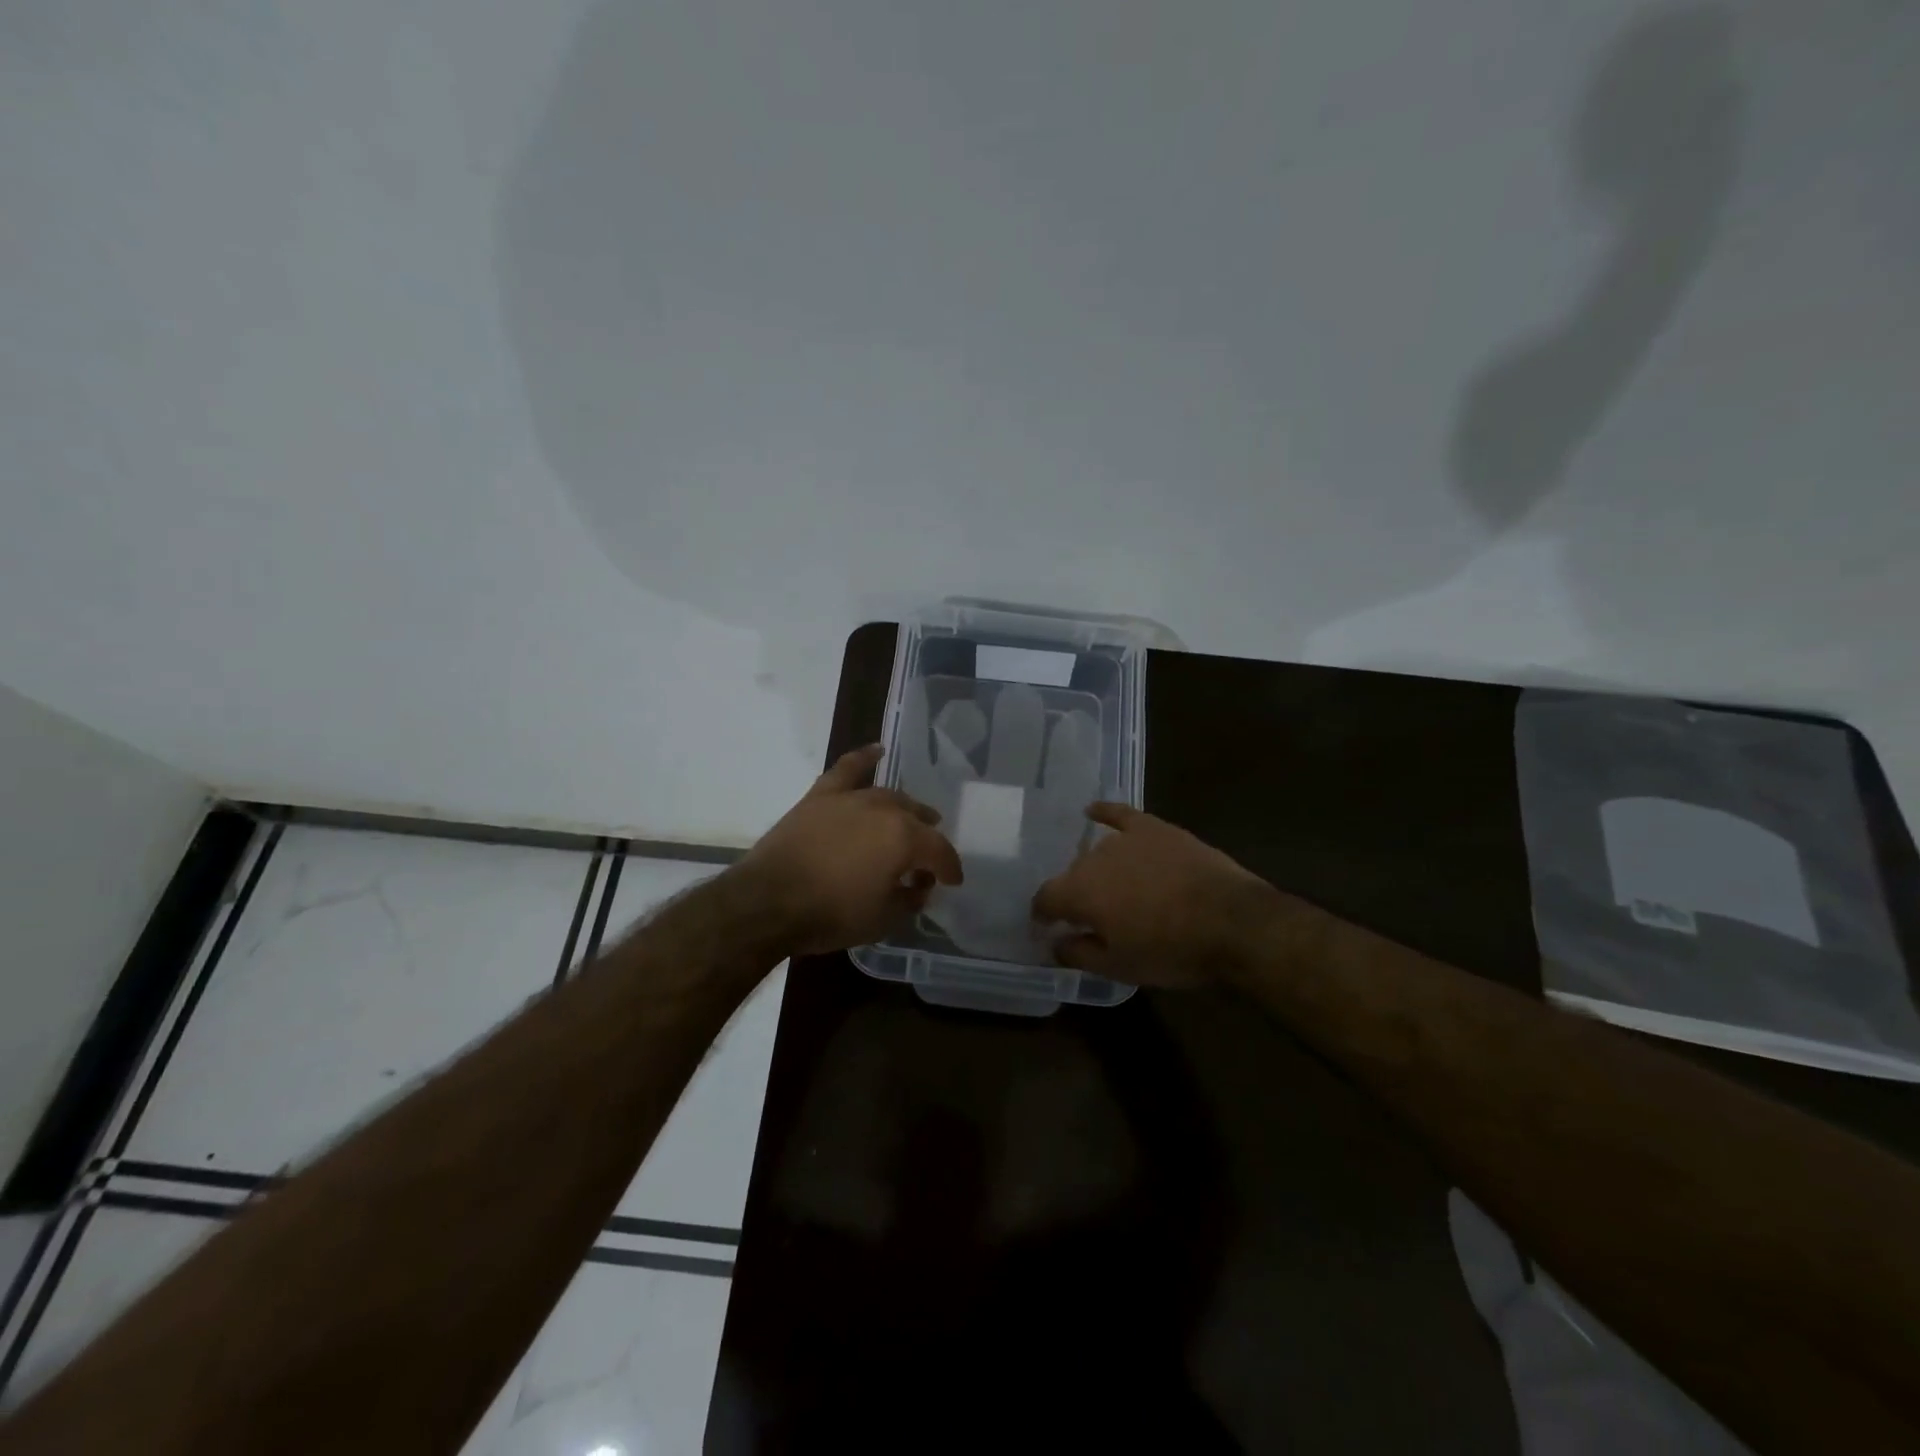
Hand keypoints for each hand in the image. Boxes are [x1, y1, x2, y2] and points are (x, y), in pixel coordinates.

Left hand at [737, 744, 964, 956]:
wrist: (768, 902)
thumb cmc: (831, 914)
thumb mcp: (882, 919)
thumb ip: (910, 901)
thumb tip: (919, 887)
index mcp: (905, 839)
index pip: (940, 851)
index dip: (950, 868)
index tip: (952, 882)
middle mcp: (884, 810)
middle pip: (917, 819)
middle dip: (928, 838)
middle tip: (928, 856)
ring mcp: (851, 798)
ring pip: (889, 796)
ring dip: (905, 808)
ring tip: (912, 816)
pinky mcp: (821, 796)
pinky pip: (847, 769)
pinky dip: (864, 758)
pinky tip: (876, 751)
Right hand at [1031, 804, 1279, 987]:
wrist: (1232, 923)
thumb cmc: (1171, 951)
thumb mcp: (1119, 967)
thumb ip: (1078, 954)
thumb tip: (1056, 943)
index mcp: (1079, 892)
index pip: (1045, 899)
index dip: (1042, 915)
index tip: (1047, 928)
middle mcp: (1094, 858)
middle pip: (1073, 875)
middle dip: (1075, 896)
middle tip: (1091, 918)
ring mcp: (1126, 839)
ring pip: (1097, 853)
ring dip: (1097, 870)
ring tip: (1111, 888)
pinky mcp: (1155, 828)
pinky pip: (1121, 814)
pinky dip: (1105, 812)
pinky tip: (1092, 810)